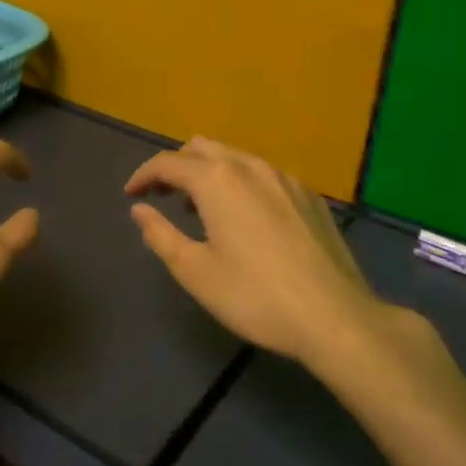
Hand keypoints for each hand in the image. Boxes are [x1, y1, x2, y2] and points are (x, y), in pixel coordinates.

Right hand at [126, 137, 397, 368]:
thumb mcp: (195, 272)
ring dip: (208, 172)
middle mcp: (250, 167)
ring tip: (198, 207)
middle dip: (176, 166)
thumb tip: (140, 210)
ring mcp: (285, 178)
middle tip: (161, 196)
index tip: (131, 194)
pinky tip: (244, 217)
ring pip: (235, 157)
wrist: (335, 317)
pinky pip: (263, 174)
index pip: (168, 162)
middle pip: (201, 148)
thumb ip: (160, 235)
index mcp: (217, 181)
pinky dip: (240, 182)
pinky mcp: (309, 195)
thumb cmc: (255, 297)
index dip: (143, 175)